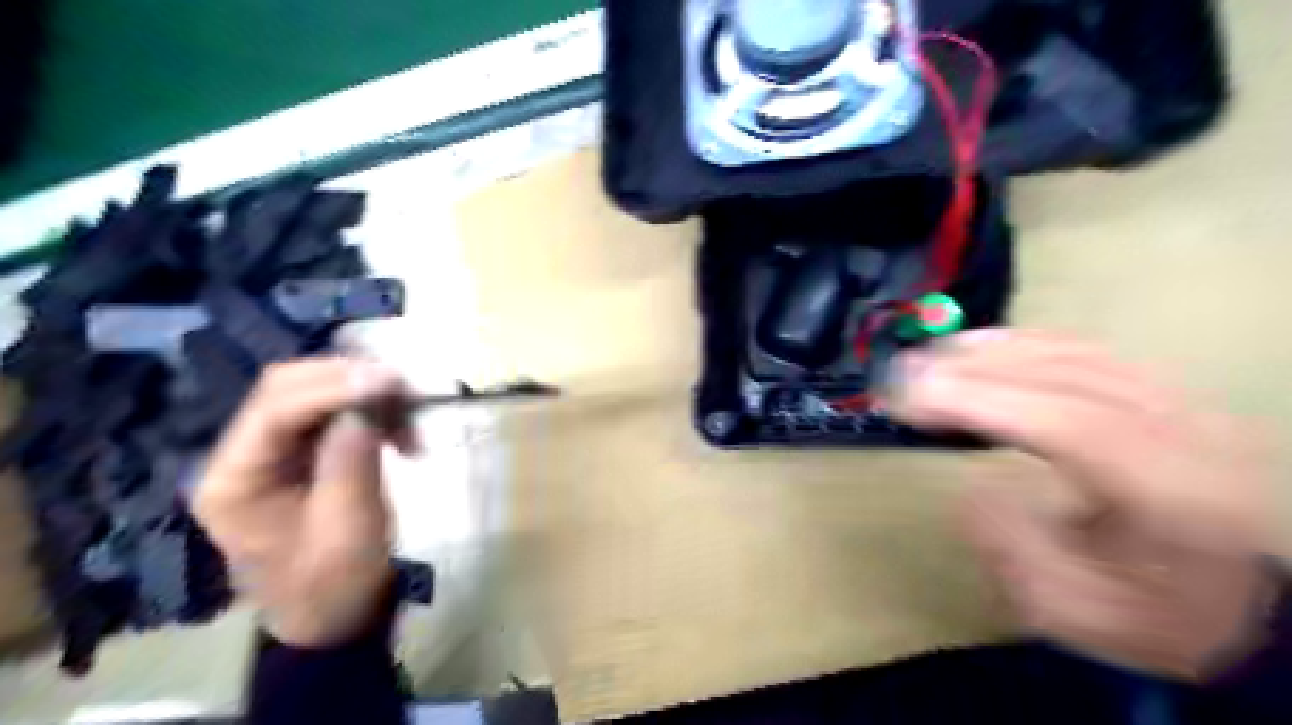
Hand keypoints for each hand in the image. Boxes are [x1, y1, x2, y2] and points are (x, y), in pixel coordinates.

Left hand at [193, 358, 415, 644]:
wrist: (335, 614)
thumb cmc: (335, 581)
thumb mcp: (349, 526)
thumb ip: (352, 458)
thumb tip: (369, 399)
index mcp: (235, 480)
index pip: (274, 410)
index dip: (333, 387)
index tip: (390, 382)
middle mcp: (242, 455)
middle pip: (286, 388)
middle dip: (348, 379)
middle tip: (404, 389)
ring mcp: (271, 451)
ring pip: (314, 392)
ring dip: (366, 393)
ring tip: (411, 415)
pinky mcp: (302, 452)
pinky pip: (335, 411)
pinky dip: (373, 410)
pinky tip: (403, 430)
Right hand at [884, 332, 1273, 683]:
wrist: (1252, 601)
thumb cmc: (1159, 614)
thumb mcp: (1077, 611)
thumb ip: (1015, 550)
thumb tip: (971, 488)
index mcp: (1174, 491)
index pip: (1069, 423)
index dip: (981, 401)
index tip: (909, 398)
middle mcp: (1186, 431)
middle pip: (1066, 375)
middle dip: (972, 369)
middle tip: (900, 373)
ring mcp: (1180, 403)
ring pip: (1074, 354)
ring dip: (991, 350)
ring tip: (927, 357)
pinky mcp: (1163, 393)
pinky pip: (1086, 350)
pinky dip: (1024, 342)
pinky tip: (980, 346)